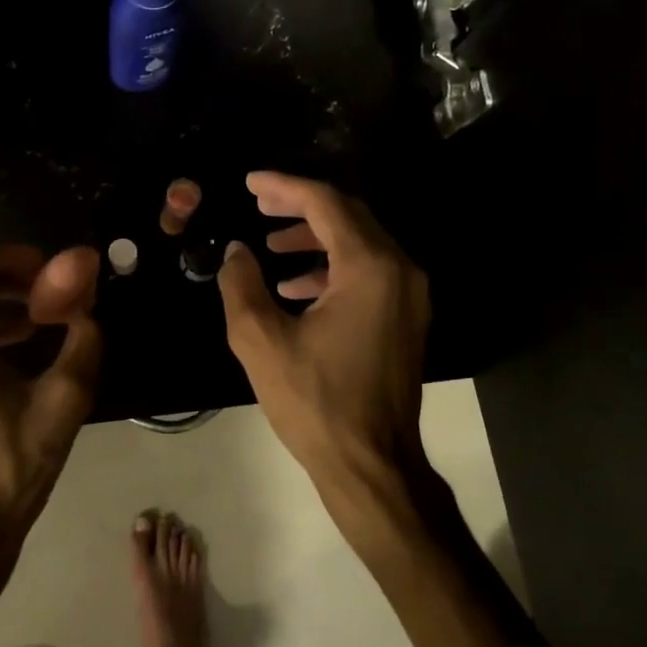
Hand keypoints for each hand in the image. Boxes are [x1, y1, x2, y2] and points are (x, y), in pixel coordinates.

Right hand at [218, 172, 434, 545]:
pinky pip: (369, 272)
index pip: (325, 203)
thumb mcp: (261, 341)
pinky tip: (295, 286)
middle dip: (300, 205)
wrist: (371, 464)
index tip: (250, 182)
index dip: (284, 186)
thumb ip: (241, 285)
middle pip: (349, 215)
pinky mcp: (406, 318)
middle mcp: (400, 270)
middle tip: (259, 203)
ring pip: (360, 243)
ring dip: (315, 237)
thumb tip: (237, 251)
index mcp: (369, 268)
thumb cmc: (315, 403)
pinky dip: (332, 268)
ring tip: (270, 245)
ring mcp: (410, 296)